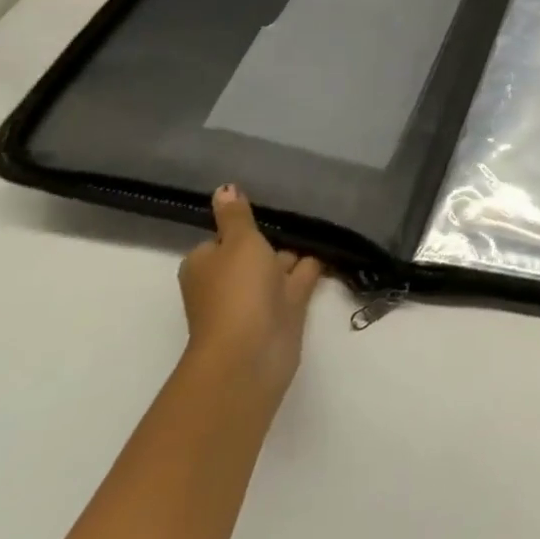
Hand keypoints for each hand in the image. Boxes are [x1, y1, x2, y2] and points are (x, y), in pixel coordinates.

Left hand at [178, 185, 321, 407]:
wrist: (251, 351)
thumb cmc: (237, 289)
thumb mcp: (237, 241)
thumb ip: (236, 215)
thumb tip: (223, 188)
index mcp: (207, 264)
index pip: (224, 238)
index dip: (243, 226)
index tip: (267, 209)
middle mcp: (229, 281)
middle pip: (253, 252)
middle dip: (273, 239)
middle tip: (304, 210)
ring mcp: (257, 298)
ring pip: (279, 266)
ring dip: (297, 252)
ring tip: (324, 223)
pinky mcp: (285, 311)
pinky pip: (300, 280)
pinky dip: (313, 266)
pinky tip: (333, 246)